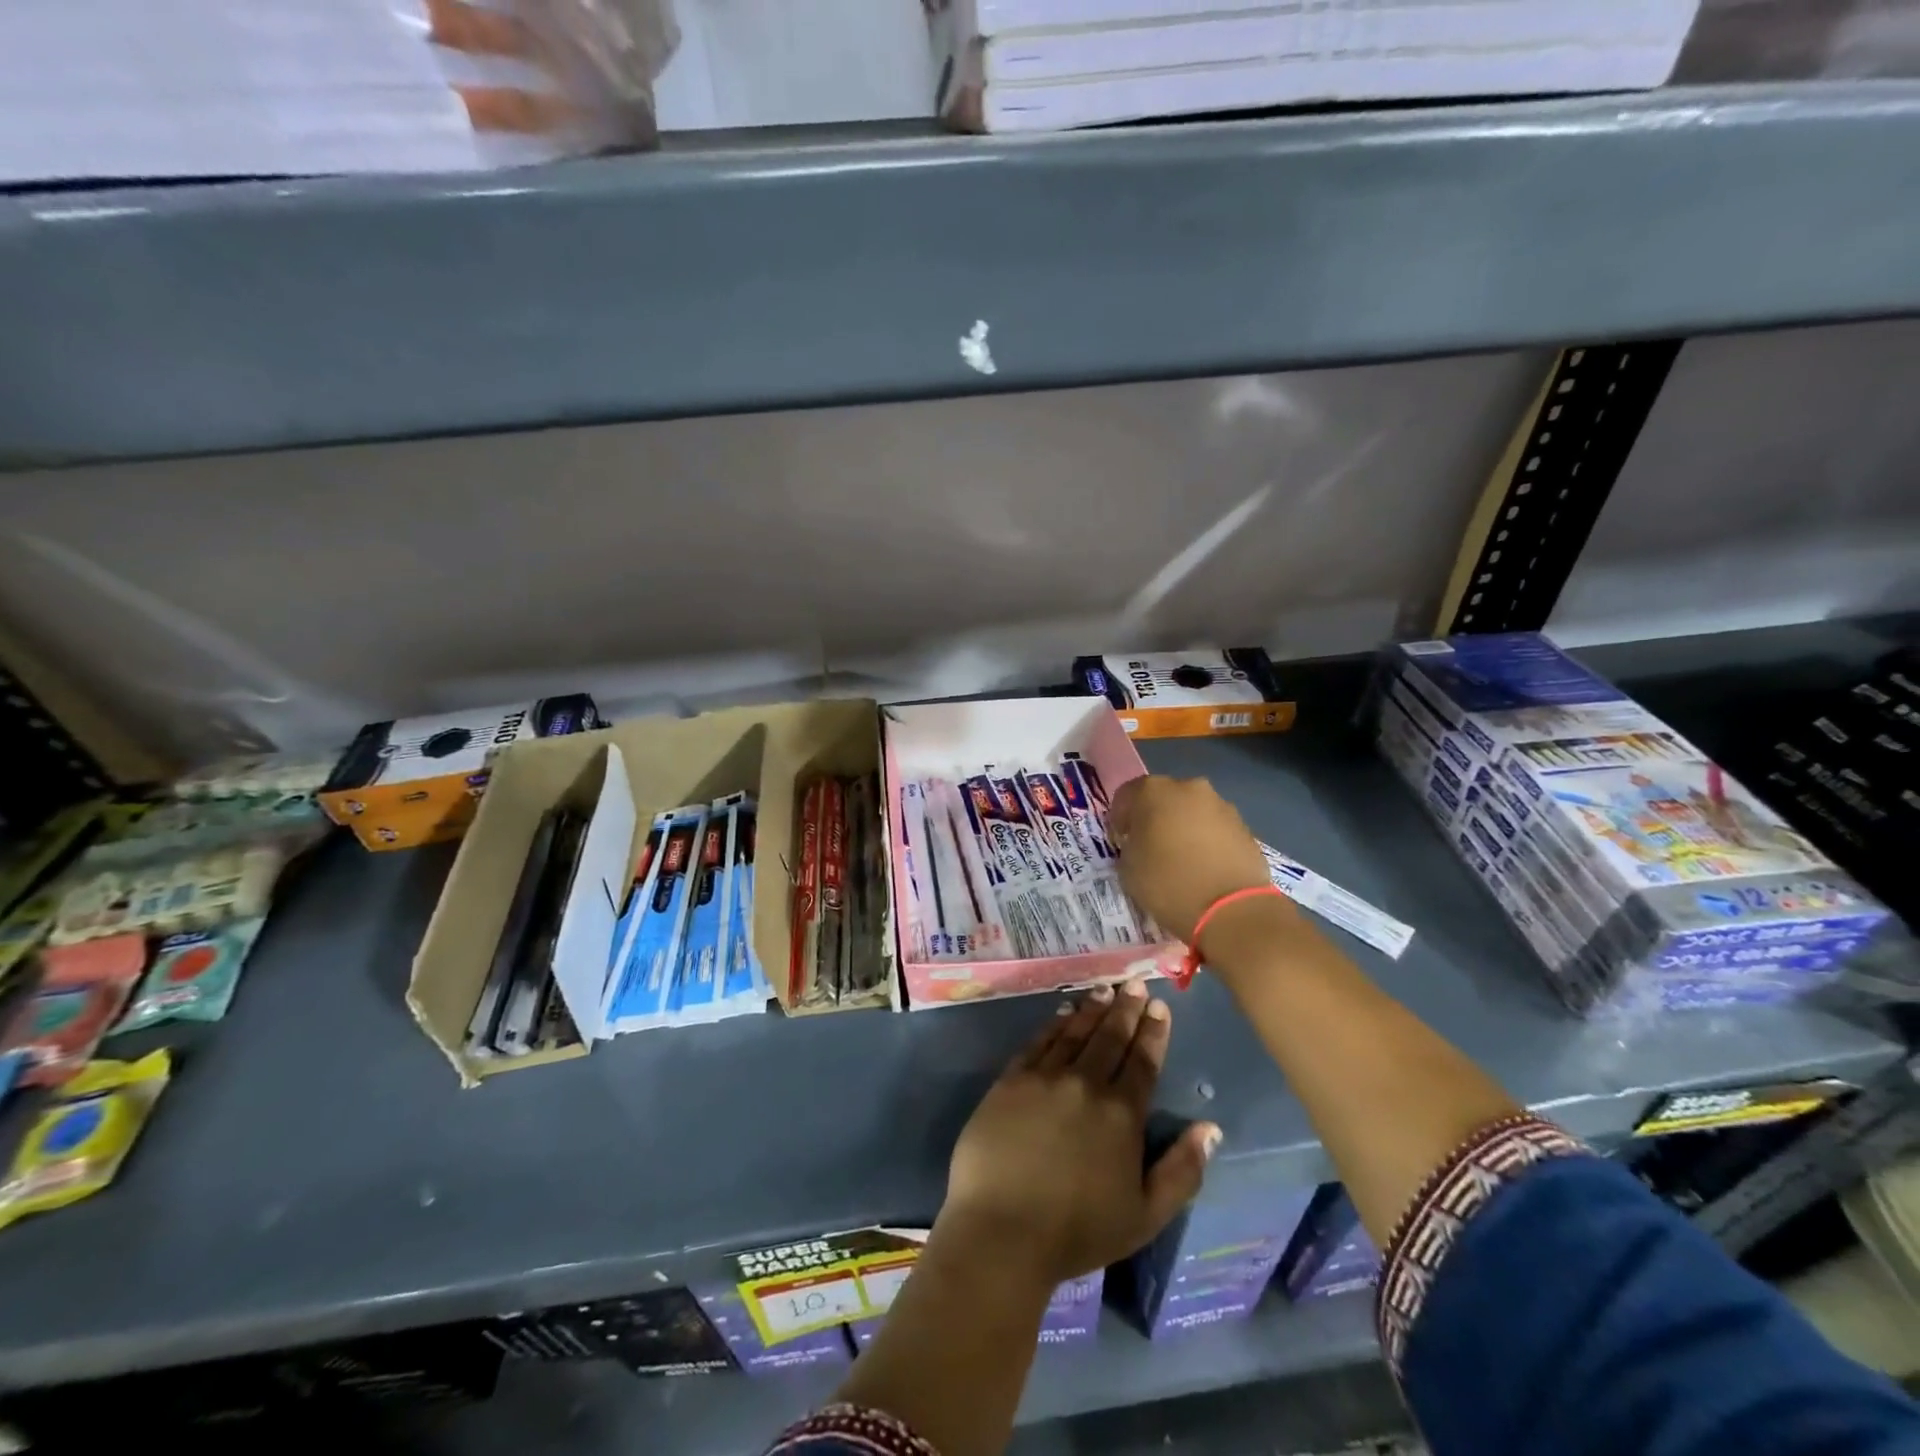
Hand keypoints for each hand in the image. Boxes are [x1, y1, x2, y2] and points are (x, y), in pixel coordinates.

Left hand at [940, 981, 1220, 1287]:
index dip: (1152, 1032)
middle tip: (1134, 983)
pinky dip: (1054, 1024)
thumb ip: (1182, 1170)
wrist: (1002, 1230)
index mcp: (1121, 1114)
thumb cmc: (1078, 1231)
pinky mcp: (1011, 1079)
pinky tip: (1063, 1012)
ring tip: (1105, 990)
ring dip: (1093, 1009)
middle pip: (1110, 1037)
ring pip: (1075, 1032)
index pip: (1142, 1062)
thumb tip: (1210, 1128)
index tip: (1159, 1006)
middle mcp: (1085, 1084)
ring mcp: (1045, 1077)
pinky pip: (1039, 1042)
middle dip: (1126, 1008)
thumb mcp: (1146, 1215)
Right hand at [1108, 775, 1276, 943]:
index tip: (1121, 842)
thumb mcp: (1128, 867)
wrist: (1231, 910)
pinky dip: (1206, 840)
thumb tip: (1140, 842)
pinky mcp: (1244, 826)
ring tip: (1181, 860)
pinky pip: (1214, 828)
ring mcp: (1221, 805)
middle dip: (1154, 818)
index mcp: (1153, 791)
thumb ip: (1129, 844)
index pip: (1126, 795)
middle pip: (1163, 798)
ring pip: (1191, 811)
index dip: (1119, 820)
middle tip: (1150, 847)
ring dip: (1182, 828)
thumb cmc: (1168, 883)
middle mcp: (1189, 787)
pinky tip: (1204, 867)